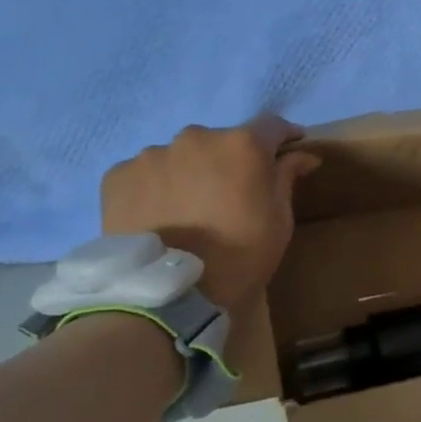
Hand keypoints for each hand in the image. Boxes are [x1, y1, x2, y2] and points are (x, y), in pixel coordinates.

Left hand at [100, 115, 321, 312]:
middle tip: (233, 193)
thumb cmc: (240, 256)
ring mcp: (152, 154)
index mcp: (242, 144)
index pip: (271, 126)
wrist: (167, 296)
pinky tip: (160, 215)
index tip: (291, 150)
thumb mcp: (279, 220)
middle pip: (221, 141)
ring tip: (190, 208)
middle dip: (231, 160)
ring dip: (191, 172)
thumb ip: (287, 177)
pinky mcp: (118, 176)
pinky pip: (146, 174)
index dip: (285, 137)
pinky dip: (157, 187)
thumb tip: (302, 155)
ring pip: (181, 156)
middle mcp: (196, 137)